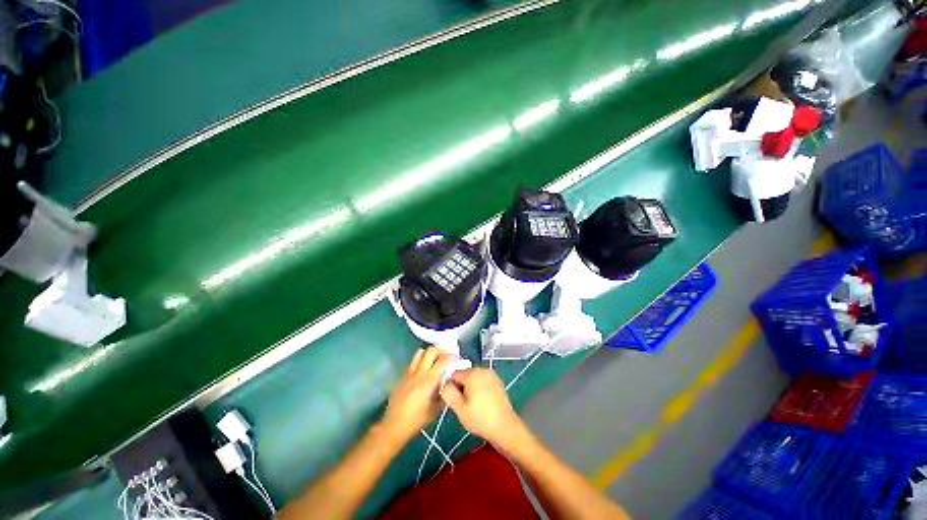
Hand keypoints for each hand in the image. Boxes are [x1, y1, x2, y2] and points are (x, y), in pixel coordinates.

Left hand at [381, 347, 451, 443]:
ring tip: (435, 359)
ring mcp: (410, 372)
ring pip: (420, 352)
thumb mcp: (436, 409)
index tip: (457, 360)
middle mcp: (419, 372)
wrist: (394, 425)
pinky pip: (413, 361)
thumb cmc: (417, 420)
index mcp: (429, 380)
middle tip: (447, 357)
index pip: (443, 360)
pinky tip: (424, 369)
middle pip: (431, 351)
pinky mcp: (403, 375)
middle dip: (441, 351)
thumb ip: (444, 393)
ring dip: (429, 353)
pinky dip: (421, 360)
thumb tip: (450, 383)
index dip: (452, 357)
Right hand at [439, 368, 524, 449]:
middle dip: (461, 386)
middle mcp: (482, 369)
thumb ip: (448, 392)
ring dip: (470, 387)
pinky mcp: (497, 381)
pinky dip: (480, 388)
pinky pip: (483, 380)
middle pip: (464, 374)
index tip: (455, 400)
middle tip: (464, 404)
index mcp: (472, 373)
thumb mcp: (459, 408)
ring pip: (474, 377)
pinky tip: (482, 402)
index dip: (452, 387)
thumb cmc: (480, 418)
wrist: (505, 427)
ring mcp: (491, 374)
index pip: (454, 374)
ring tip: (474, 404)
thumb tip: (445, 383)